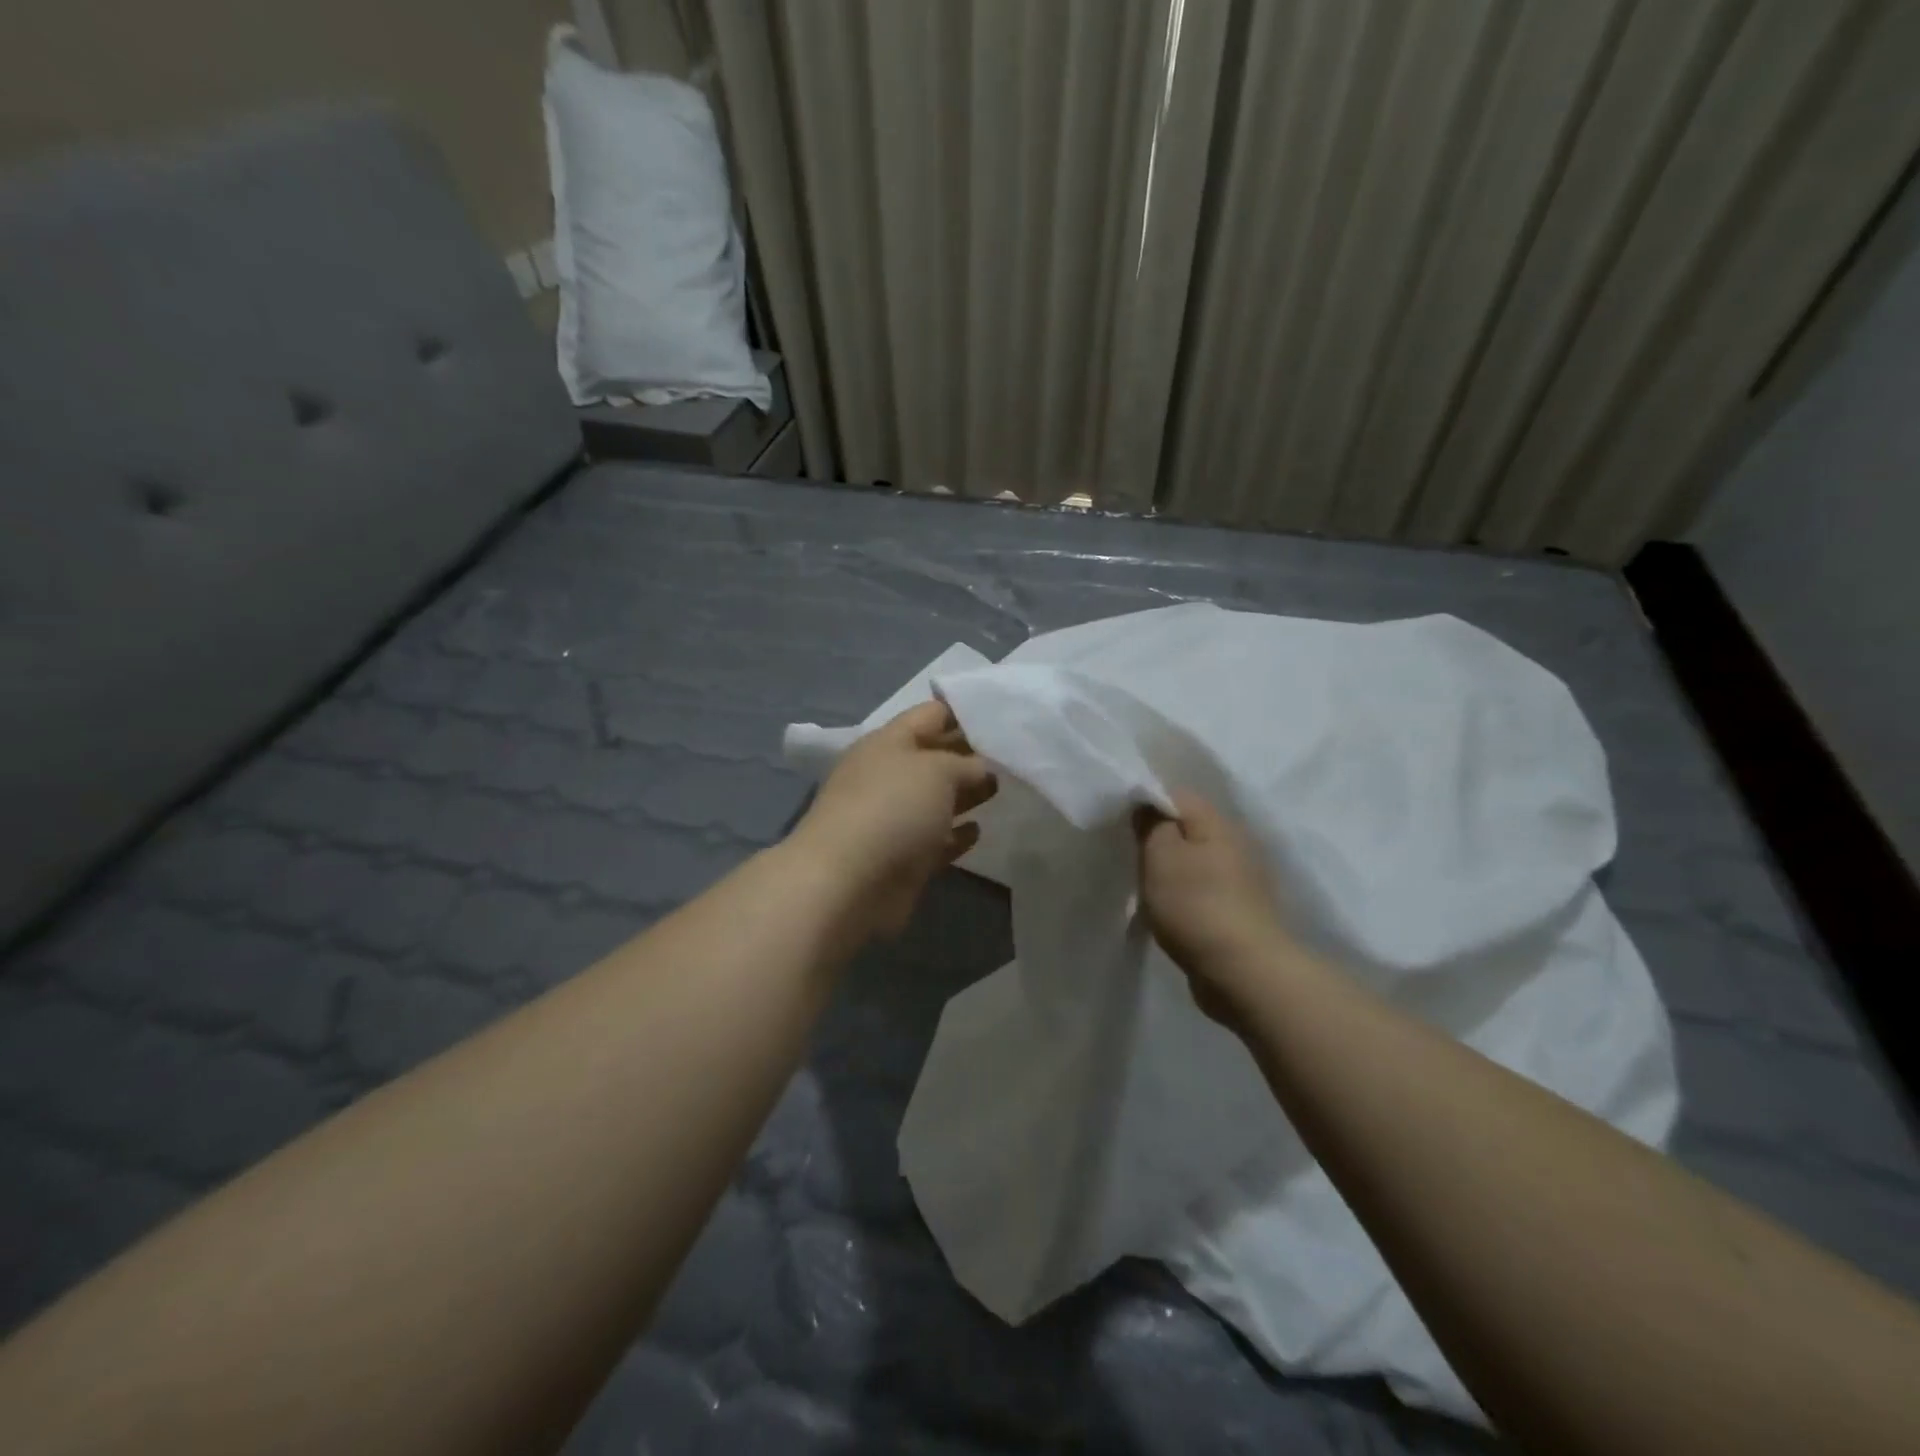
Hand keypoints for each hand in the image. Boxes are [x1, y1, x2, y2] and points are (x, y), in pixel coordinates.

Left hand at [793, 700, 997, 940]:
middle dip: (969, 755)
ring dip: (965, 795)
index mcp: (888, 742)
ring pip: (935, 799)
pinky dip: (955, 835)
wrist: (849, 883)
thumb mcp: (938, 770)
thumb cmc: (893, 809)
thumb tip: (982, 769)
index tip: (1002, 715)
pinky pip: (935, 840)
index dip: (964, 712)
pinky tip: (978, 830)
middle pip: (934, 758)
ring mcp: (892, 819)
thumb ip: (966, 764)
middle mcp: (888, 776)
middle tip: (1012, 755)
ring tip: (1001, 789)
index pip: (930, 715)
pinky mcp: (902, 858)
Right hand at [1136, 791, 1300, 1023]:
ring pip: (1194, 862)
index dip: (1145, 802)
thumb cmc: (1197, 906)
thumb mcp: (1161, 856)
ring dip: (1171, 871)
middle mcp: (1235, 844)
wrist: (1245, 973)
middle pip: (1187, 828)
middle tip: (1128, 856)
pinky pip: (1202, 892)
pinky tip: (1167, 912)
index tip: (1120, 822)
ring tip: (1143, 887)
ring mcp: (1241, 881)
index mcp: (1217, 822)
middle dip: (1157, 839)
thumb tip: (1148, 805)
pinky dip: (1184, 897)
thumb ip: (1151, 824)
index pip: (1176, 794)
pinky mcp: (1240, 912)